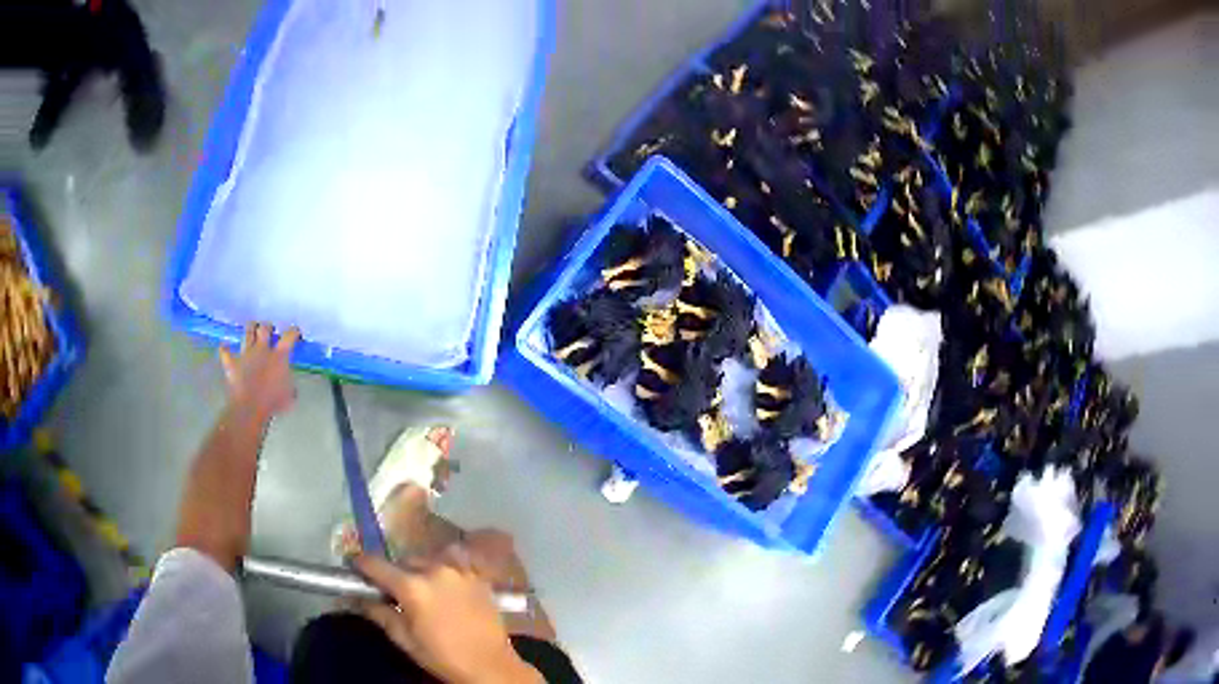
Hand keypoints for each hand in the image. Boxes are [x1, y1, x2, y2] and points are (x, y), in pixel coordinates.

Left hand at [219, 323, 299, 418]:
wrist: (250, 407)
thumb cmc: (273, 402)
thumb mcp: (289, 395)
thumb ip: (289, 384)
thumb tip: (289, 384)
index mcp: (279, 356)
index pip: (289, 337)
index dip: (293, 332)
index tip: (295, 332)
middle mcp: (262, 349)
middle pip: (264, 328)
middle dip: (267, 326)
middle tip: (269, 330)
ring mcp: (245, 354)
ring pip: (247, 333)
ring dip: (250, 329)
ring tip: (251, 328)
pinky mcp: (232, 363)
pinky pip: (226, 352)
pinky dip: (225, 349)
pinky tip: (225, 346)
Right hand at [355, 551, 542, 683]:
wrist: (491, 667)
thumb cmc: (444, 657)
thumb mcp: (405, 639)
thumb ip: (379, 613)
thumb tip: (356, 598)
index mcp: (412, 587)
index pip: (376, 565)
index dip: (361, 564)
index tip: (353, 566)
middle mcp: (435, 570)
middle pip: (404, 560)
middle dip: (395, 572)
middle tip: (393, 590)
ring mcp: (460, 571)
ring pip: (430, 559)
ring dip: (421, 569)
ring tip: (422, 588)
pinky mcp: (479, 578)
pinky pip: (456, 564)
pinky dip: (446, 570)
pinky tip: (447, 587)